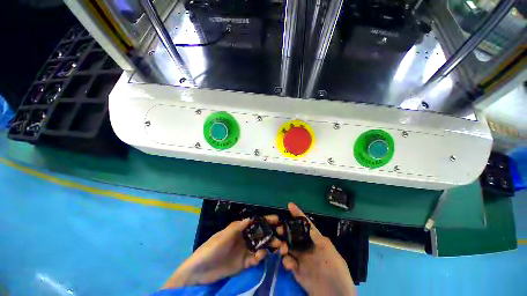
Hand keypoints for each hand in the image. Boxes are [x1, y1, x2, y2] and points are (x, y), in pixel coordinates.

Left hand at [162, 215, 282, 288]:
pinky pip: (255, 259)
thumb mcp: (222, 236)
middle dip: (271, 233)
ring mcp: (244, 251)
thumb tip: (251, 218)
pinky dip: (259, 258)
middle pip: (260, 234)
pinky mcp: (243, 264)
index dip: (266, 220)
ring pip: (260, 246)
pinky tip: (260, 257)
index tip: (277, 220)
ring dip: (269, 246)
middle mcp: (244, 238)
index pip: (255, 222)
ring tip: (277, 246)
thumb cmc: (210, 249)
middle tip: (282, 234)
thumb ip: (236, 227)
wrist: (199, 272)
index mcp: (239, 229)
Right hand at [280, 203, 356, 295]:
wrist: (335, 295)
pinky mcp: (297, 270)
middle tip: (278, 228)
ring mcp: (301, 258)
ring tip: (282, 247)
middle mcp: (307, 246)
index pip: (305, 224)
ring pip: (288, 246)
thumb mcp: (328, 249)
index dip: (298, 214)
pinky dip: (286, 260)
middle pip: (293, 234)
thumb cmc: (335, 269)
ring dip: (283, 244)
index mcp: (316, 240)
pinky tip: (288, 263)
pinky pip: (288, 261)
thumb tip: (307, 223)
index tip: (290, 205)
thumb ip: (316, 236)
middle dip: (285, 229)